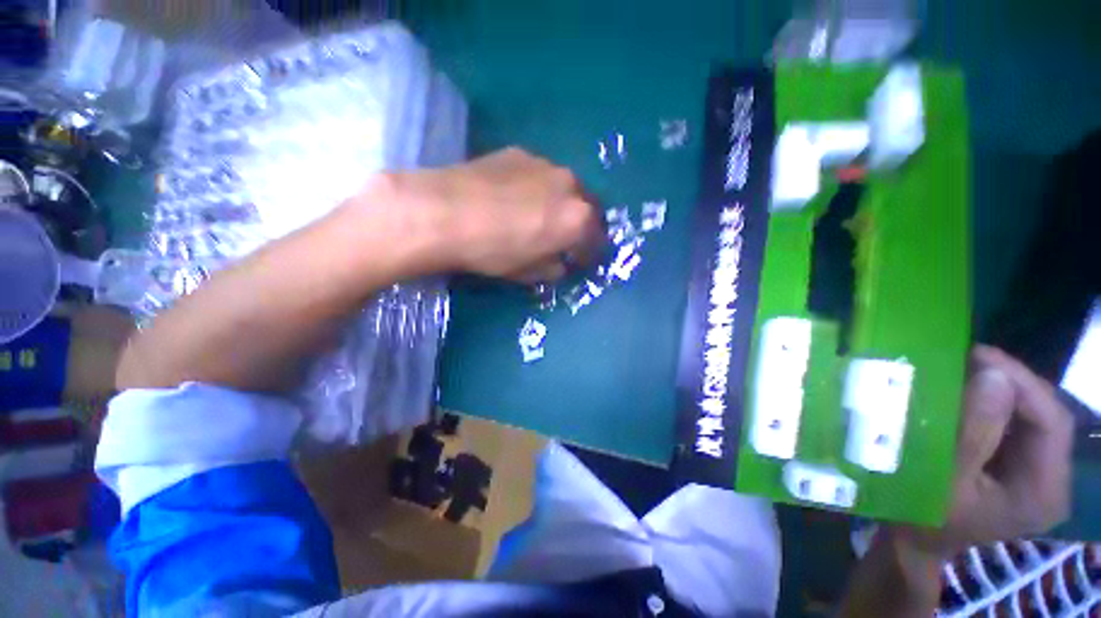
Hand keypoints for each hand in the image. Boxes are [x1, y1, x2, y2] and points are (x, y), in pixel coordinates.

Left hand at [391, 147, 603, 282]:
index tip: (577, 261)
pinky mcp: (520, 152)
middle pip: (586, 207)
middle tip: (562, 237)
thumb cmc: (493, 251)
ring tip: (536, 214)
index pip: (597, 240)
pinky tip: (513, 197)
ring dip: (559, 203)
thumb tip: (559, 264)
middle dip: (579, 224)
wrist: (446, 212)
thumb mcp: (528, 273)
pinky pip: (539, 174)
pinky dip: (537, 188)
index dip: (588, 253)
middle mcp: (570, 186)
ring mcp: (545, 164)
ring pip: (564, 187)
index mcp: (578, 219)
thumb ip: (553, 269)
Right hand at [894, 345, 1073, 556]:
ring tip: (967, 369)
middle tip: (969, 358)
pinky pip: (1015, 425)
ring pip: (1032, 417)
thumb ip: (973, 433)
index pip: (1053, 424)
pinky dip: (993, 403)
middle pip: (1047, 417)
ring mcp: (1037, 474)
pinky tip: (969, 393)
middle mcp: (1052, 481)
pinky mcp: (1019, 466)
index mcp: (1043, 492)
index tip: (980, 354)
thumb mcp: (944, 479)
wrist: (917, 541)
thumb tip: (995, 376)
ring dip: (1002, 390)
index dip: (1023, 384)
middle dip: (1012, 383)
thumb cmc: (926, 516)